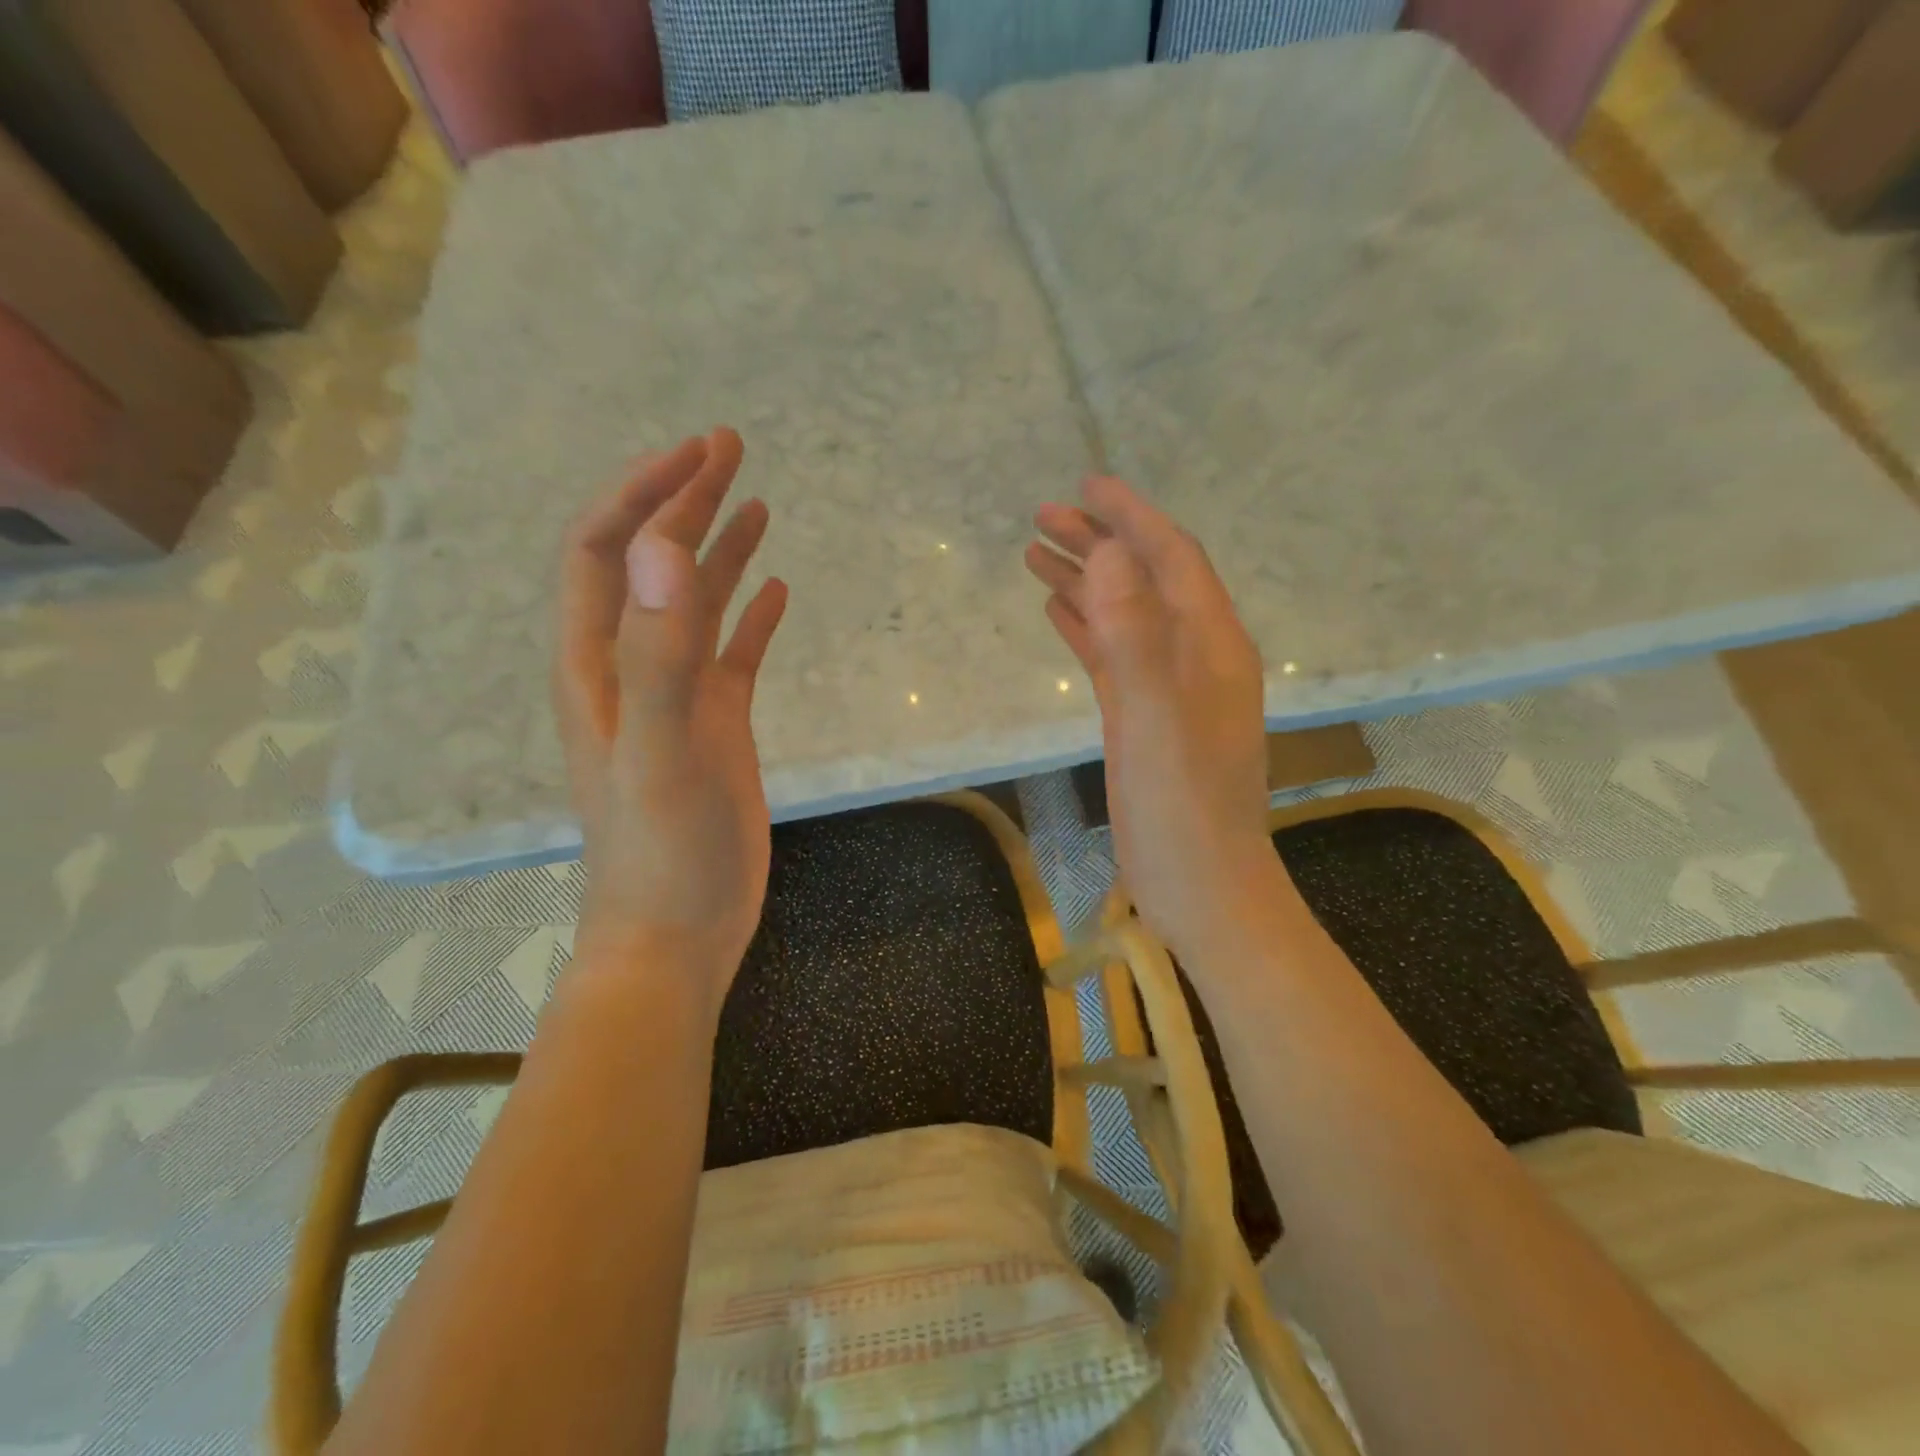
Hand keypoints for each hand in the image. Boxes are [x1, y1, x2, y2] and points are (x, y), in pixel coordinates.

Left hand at [553, 428, 787, 1008]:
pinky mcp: (716, 726)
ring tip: (756, 502)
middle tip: (728, 447)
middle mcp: (632, 668)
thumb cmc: (664, 853)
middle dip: (683, 500)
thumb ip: (657, 654)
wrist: (678, 933)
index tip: (698, 454)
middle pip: (651, 564)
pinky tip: (776, 591)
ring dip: (718, 549)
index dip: (644, 495)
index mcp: (599, 664)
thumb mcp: (662, 753)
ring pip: (694, 605)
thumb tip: (664, 546)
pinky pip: (732, 655)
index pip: (608, 551)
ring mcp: (677, 698)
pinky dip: (750, 616)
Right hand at [1026, 477, 1277, 961]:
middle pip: (1146, 579)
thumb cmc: (1182, 809)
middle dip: (1100, 541)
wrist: (1203, 888)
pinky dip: (1087, 626)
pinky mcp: (1146, 717)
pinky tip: (1057, 611)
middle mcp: (1197, 655)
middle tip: (1043, 515)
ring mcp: (1170, 688)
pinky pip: (1115, 655)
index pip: (1172, 558)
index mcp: (1212, 644)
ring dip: (1087, 580)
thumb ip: (1135, 634)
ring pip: (1126, 615)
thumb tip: (1111, 551)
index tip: (1086, 484)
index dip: (1132, 517)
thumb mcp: (1155, 719)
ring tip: (1036, 552)